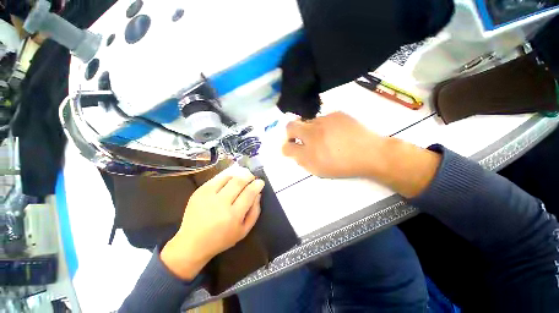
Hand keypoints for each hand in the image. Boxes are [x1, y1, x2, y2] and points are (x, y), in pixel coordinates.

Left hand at [161, 167, 263, 279]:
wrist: (192, 243)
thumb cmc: (221, 239)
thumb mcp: (244, 231)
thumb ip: (255, 211)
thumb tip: (258, 194)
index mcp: (233, 216)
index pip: (249, 193)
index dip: (257, 185)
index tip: (260, 182)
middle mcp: (220, 204)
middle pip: (239, 182)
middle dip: (249, 176)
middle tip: (252, 177)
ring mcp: (208, 196)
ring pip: (228, 177)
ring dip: (238, 175)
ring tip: (241, 178)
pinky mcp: (199, 192)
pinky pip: (217, 178)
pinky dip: (226, 177)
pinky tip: (229, 181)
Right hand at [282, 112, 386, 177]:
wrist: (370, 153)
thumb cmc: (344, 166)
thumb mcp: (320, 170)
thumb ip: (303, 161)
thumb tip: (296, 152)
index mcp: (309, 152)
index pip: (287, 147)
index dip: (287, 148)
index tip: (291, 149)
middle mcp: (313, 133)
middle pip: (290, 126)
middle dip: (290, 133)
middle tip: (298, 138)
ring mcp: (324, 121)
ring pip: (308, 122)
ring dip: (309, 129)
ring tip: (323, 137)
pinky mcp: (336, 114)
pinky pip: (322, 118)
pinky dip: (323, 125)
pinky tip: (334, 131)